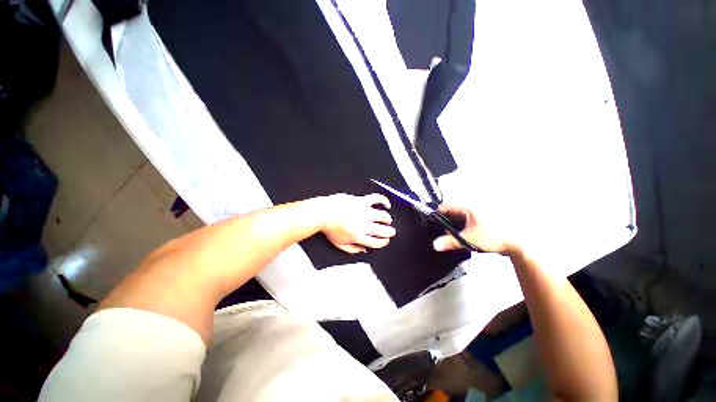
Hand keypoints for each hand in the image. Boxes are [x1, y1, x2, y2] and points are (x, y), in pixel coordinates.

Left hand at [320, 193, 395, 253]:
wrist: (322, 212)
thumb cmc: (329, 229)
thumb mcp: (339, 244)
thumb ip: (353, 249)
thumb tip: (364, 250)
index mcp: (359, 236)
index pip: (378, 242)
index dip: (384, 242)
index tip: (385, 240)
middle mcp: (364, 224)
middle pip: (384, 230)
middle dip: (390, 232)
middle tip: (390, 231)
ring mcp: (364, 212)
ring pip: (383, 216)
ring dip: (387, 219)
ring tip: (387, 220)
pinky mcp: (362, 201)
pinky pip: (376, 199)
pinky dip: (384, 201)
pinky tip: (386, 204)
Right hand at [433, 205, 515, 253]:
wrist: (517, 242)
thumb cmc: (491, 236)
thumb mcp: (468, 239)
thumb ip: (450, 242)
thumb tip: (434, 245)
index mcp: (466, 207)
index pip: (445, 207)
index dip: (436, 215)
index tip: (431, 224)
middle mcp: (470, 208)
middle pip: (451, 212)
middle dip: (444, 222)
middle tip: (439, 232)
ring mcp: (476, 214)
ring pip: (458, 218)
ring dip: (452, 226)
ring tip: (448, 235)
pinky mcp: (481, 220)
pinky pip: (465, 222)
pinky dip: (460, 228)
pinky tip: (459, 236)